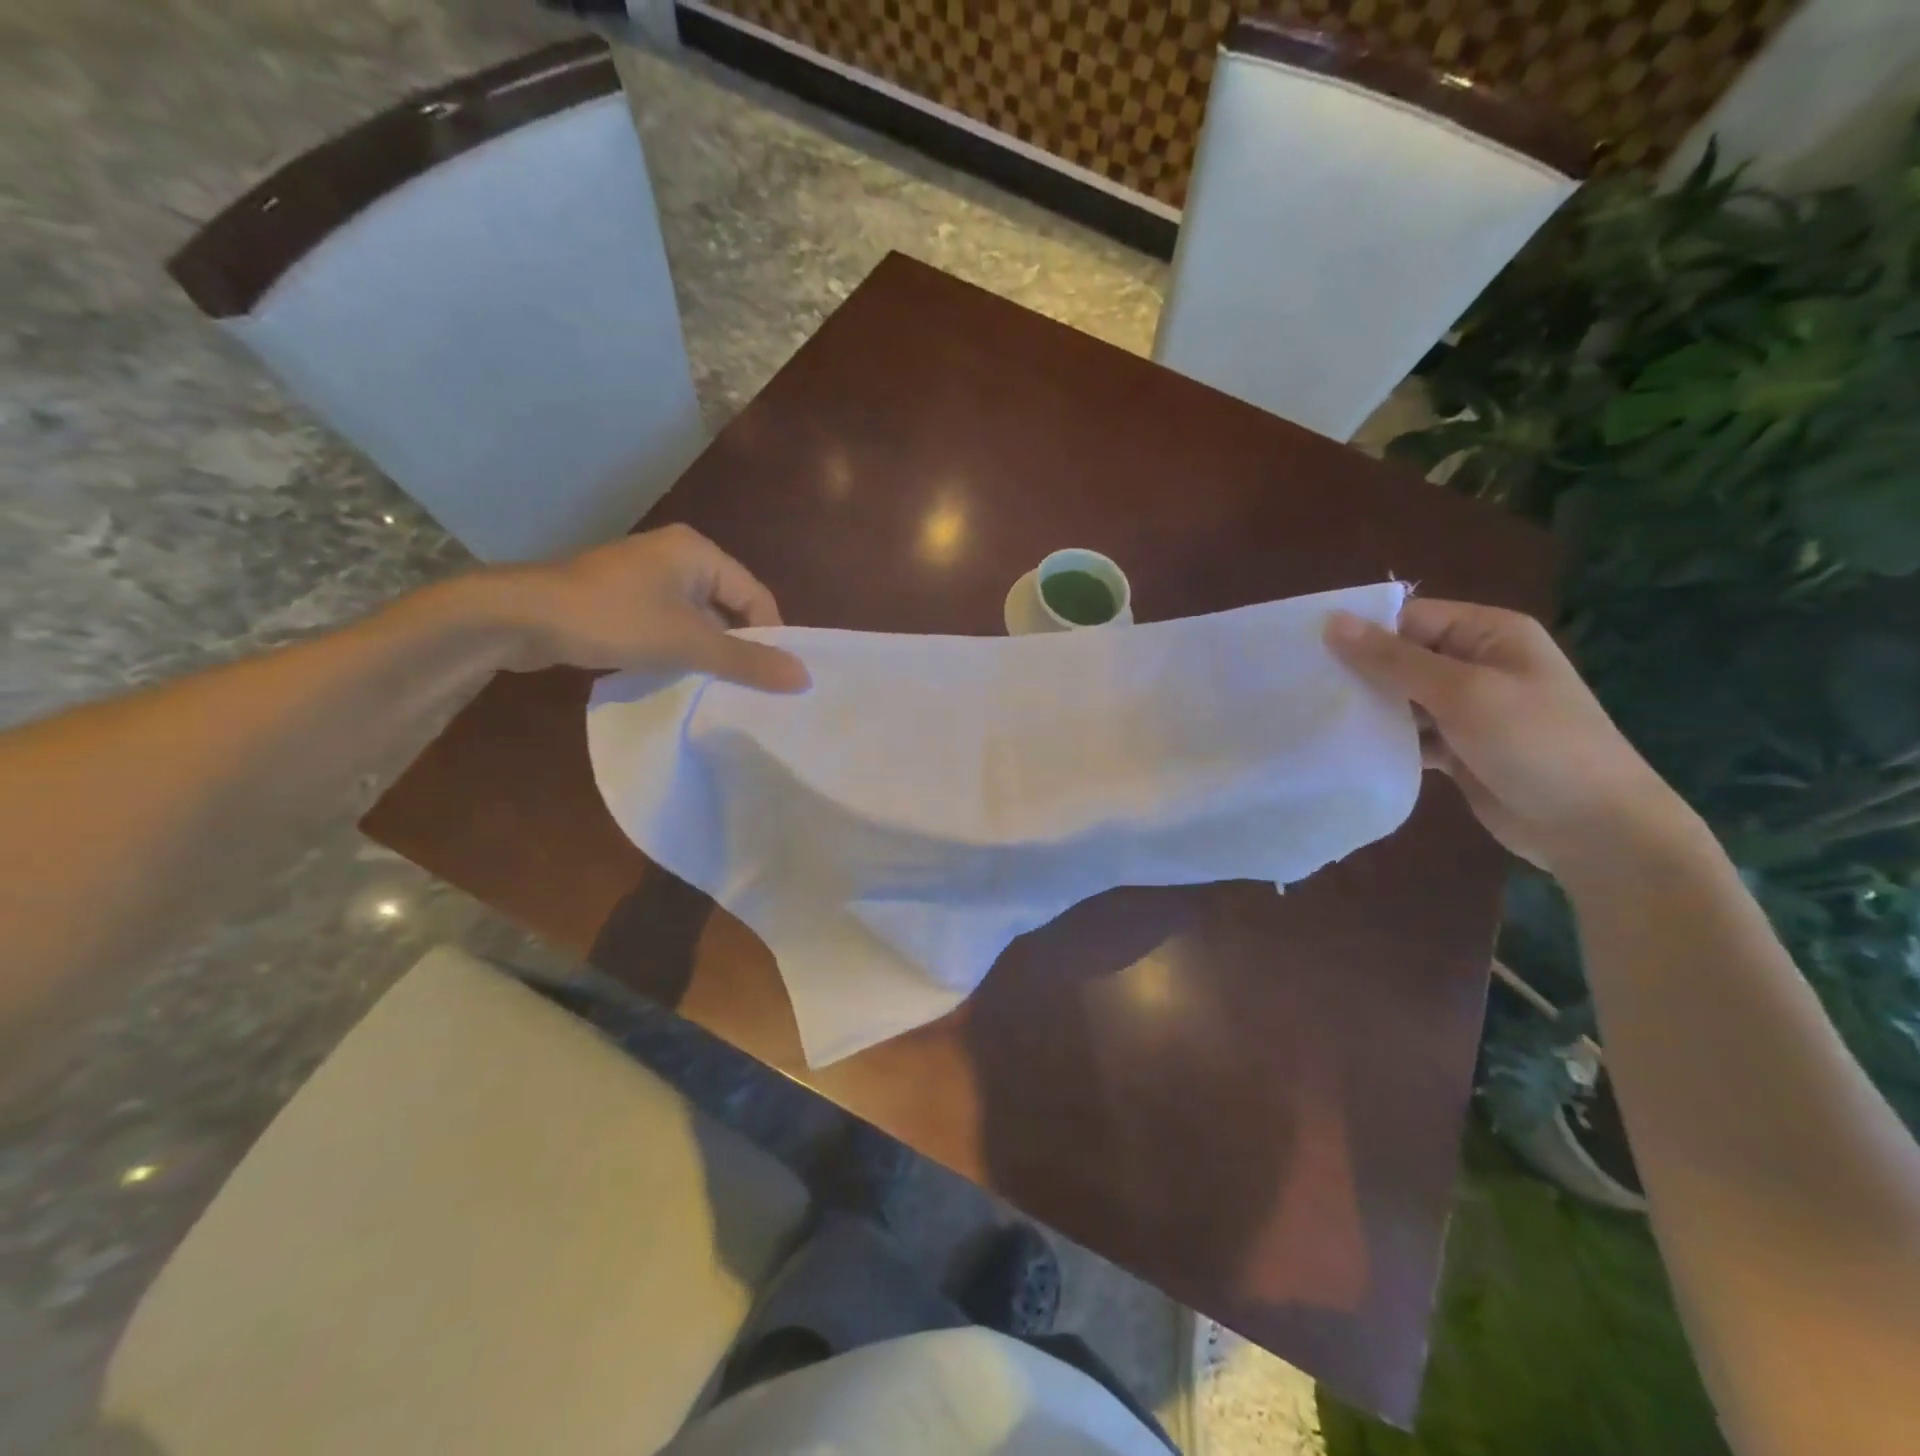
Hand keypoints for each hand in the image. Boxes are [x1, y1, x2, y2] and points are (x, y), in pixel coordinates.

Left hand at [480, 525, 809, 691]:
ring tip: (718, 689)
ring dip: (708, 653)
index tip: (775, 679)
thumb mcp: (687, 643)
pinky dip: (679, 650)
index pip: (756, 596)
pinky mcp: (622, 599)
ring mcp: (645, 577)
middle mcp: (676, 556)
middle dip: (739, 647)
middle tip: (751, 689)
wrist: (518, 617)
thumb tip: (804, 678)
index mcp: (698, 552)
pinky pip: (668, 624)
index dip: (770, 637)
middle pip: (728, 607)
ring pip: (697, 619)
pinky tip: (678, 677)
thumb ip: (746, 661)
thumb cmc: (613, 619)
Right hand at [1325, 598, 1689, 872]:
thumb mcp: (1462, 693)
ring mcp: (1468, 708)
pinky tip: (1348, 748)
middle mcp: (1477, 664)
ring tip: (1315, 718)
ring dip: (1368, 709)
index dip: (1361, 631)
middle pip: (1402, 656)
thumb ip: (1394, 659)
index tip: (1306, 652)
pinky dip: (1385, 740)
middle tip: (1301, 687)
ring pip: (1401, 697)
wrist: (1593, 828)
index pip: (1410, 618)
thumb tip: (1332, 622)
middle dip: (1359, 672)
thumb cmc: (1535, 743)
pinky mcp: (1458, 747)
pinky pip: (1410, 733)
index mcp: (1489, 634)